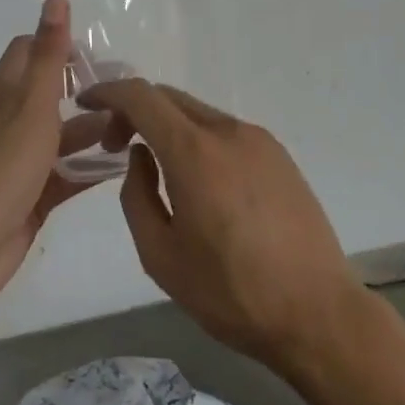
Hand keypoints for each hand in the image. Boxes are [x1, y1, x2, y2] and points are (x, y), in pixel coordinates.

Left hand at [0, 0, 108, 326]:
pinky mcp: (29, 195)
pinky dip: (87, 167)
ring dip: (91, 130)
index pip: (29, 51)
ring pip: (60, 135)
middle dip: (84, 90)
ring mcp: (18, 160)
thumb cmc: (1, 168)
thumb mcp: (32, 106)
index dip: (59, 45)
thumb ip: (49, 54)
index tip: (97, 56)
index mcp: (4, 93)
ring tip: (132, 129)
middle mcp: (8, 120)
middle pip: (48, 93)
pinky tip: (120, 166)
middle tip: (127, 94)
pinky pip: (64, 173)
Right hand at [81, 80, 365, 373]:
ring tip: (158, 167)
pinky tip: (200, 180)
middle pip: (169, 97)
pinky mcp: (279, 154)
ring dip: (168, 125)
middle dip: (135, 110)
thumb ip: (137, 196)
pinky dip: (199, 138)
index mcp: (194, 151)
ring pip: (198, 113)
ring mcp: (258, 139)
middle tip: (115, 144)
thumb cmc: (231, 293)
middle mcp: (227, 130)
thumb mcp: (161, 256)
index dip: (108, 91)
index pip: (141, 96)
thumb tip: (141, 155)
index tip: (86, 102)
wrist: (318, 313)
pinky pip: (225, 131)